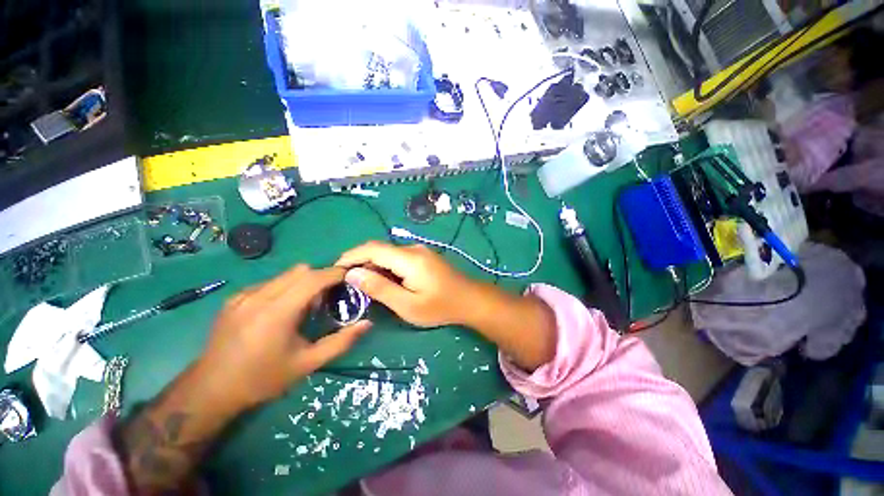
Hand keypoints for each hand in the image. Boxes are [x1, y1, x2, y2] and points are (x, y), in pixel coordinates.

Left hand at [197, 265, 370, 409]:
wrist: (211, 390)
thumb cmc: (263, 379)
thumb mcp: (307, 364)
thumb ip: (341, 342)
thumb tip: (367, 324)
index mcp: (277, 313)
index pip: (313, 279)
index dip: (335, 274)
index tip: (350, 277)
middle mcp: (258, 297)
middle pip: (300, 271)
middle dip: (321, 278)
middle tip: (327, 299)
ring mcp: (243, 296)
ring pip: (285, 275)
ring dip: (303, 283)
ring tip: (304, 307)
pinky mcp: (234, 298)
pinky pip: (270, 282)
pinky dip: (285, 288)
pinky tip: (280, 312)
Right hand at [338, 242, 556, 370]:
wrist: (470, 299)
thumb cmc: (440, 306)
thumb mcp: (407, 304)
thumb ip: (380, 288)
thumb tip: (353, 274)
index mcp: (408, 258)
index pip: (372, 249)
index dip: (351, 256)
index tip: (334, 269)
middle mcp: (412, 249)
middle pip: (379, 249)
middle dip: (359, 262)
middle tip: (345, 282)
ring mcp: (419, 251)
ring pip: (388, 254)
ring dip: (372, 265)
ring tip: (361, 285)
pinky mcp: (423, 256)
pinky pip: (398, 258)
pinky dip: (385, 267)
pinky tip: (382, 281)